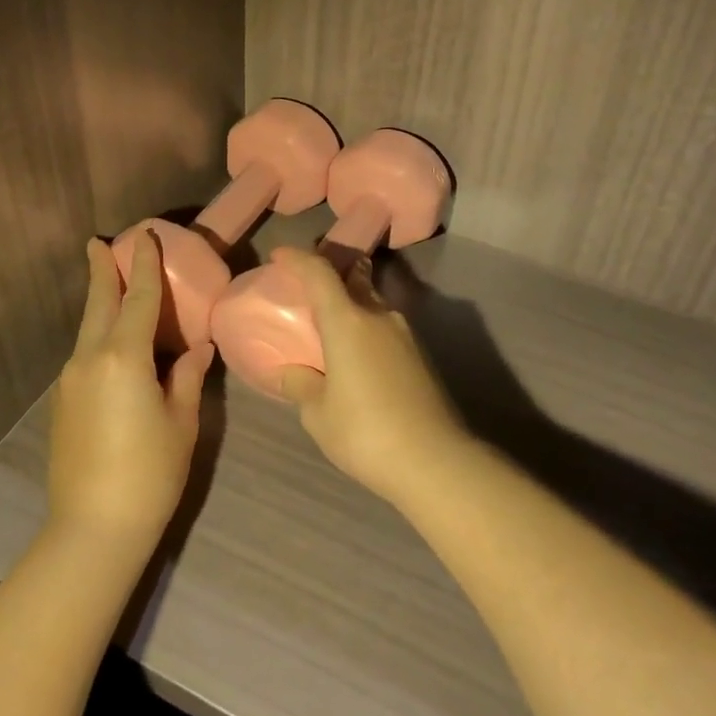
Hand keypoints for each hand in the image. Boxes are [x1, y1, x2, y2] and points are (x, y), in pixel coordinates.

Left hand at [46, 233, 213, 559]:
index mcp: (124, 358)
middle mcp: (90, 359)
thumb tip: (197, 349)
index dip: (144, 267)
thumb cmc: (150, 473)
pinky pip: (84, 353)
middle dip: (102, 272)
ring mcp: (71, 380)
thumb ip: (187, 378)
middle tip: (99, 243)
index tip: (143, 236)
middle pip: (99, 304)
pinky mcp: (64, 402)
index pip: (139, 300)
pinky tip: (111, 340)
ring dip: (99, 302)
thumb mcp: (181, 422)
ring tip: (108, 282)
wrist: (93, 526)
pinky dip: (97, 333)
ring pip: (87, 329)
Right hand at [273, 246, 472, 506]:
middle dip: (329, 276)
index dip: (298, 258)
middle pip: (352, 279)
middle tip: (305, 289)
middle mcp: (379, 316)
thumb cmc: (365, 432)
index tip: (280, 255)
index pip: (320, 272)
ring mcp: (405, 335)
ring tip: (328, 329)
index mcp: (348, 321)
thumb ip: (301, 384)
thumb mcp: (318, 413)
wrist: (435, 461)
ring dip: (349, 306)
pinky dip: (364, 330)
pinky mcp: (420, 357)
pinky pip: (383, 329)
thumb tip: (292, 372)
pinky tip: (354, 358)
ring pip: (371, 305)